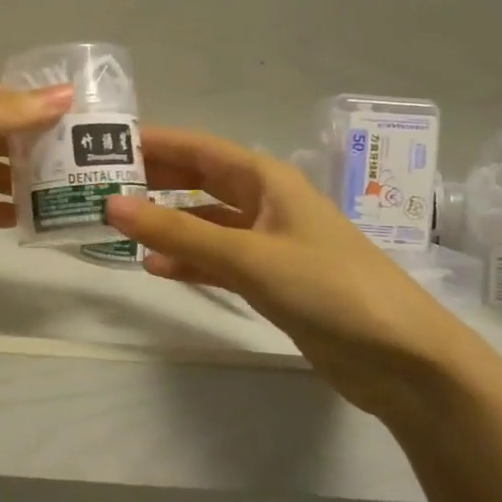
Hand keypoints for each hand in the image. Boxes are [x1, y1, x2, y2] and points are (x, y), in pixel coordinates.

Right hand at [105, 128, 486, 414]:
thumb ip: (180, 231)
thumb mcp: (250, 256)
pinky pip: (217, 258)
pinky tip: (154, 265)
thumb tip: (111, 204)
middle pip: (199, 179)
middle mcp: (265, 202)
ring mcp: (268, 241)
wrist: (404, 359)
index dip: (153, 141)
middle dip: (154, 178)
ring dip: (165, 220)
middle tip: (98, 182)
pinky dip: (187, 259)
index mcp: (266, 179)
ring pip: (204, 220)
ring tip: (116, 224)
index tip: (102, 142)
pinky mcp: (270, 278)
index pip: (198, 147)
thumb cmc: (330, 289)